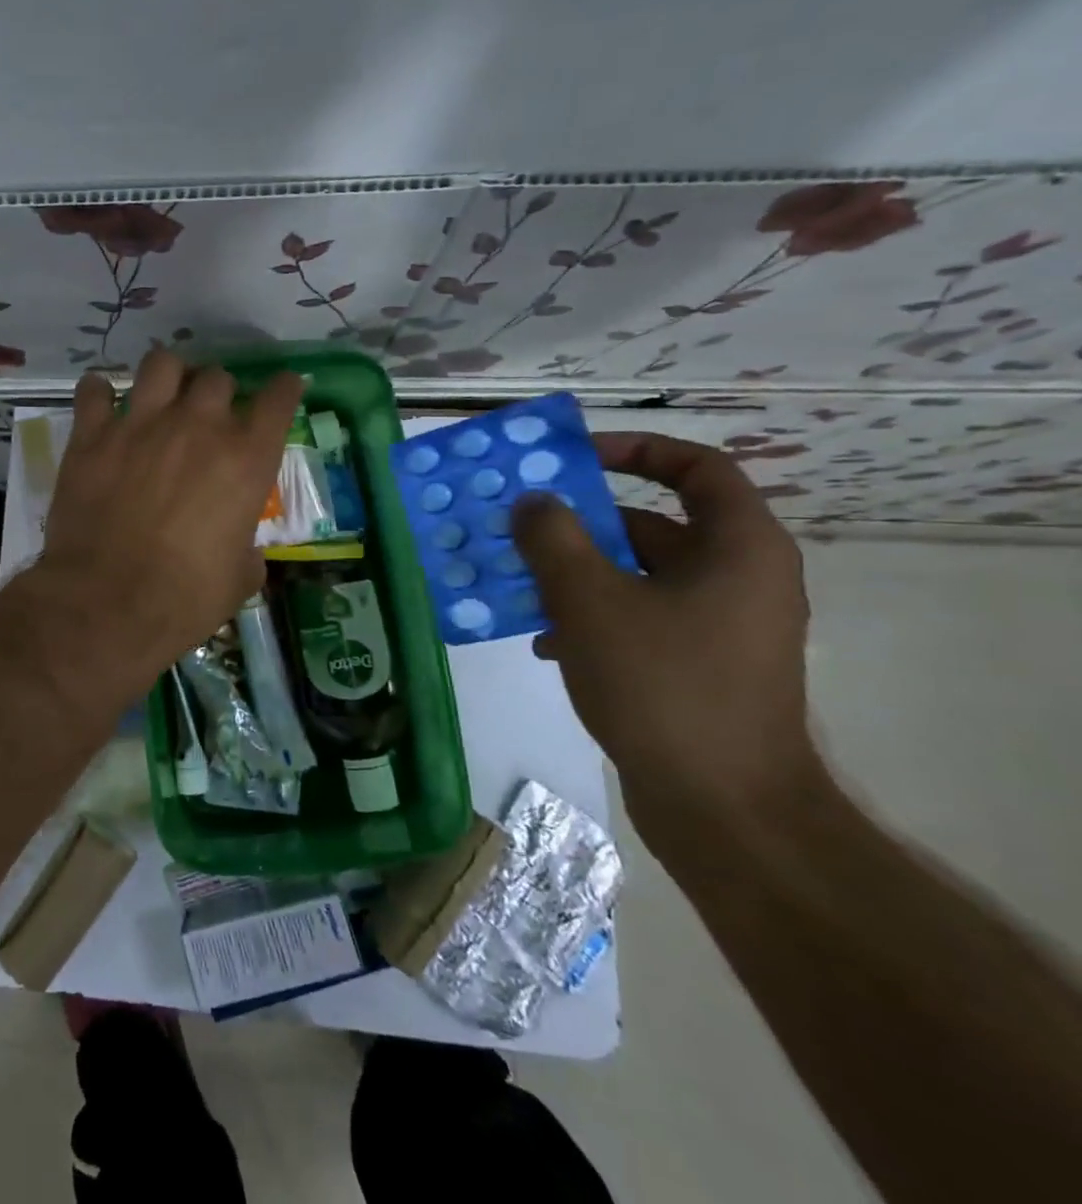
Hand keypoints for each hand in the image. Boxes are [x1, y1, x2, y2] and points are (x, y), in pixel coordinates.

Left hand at [27, 349, 301, 696]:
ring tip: (162, 395)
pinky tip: (102, 405)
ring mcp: (141, 424)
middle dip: (218, 391)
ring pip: (161, 364)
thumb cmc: (185, 598)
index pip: (278, 397)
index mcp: (246, 458)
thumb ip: (246, 551)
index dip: (284, 388)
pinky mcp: (92, 435)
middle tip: (208, 414)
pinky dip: (99, 392)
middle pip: (217, 376)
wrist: (109, 602)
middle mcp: (198, 426)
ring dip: (168, 375)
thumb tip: (243, 551)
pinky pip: (93, 390)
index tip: (283, 388)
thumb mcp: (239, 579)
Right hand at [513, 431, 819, 841]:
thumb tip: (534, 501)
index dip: (636, 449)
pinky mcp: (700, 666)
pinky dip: (592, 617)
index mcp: (737, 548)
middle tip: (522, 526)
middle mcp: (739, 578)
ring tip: (519, 586)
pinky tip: (544, 642)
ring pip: (638, 576)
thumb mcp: (589, 601)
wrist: (723, 808)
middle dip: (582, 524)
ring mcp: (722, 627)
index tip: (574, 457)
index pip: (697, 467)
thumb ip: (553, 538)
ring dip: (577, 574)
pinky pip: (640, 618)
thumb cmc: (662, 685)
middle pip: (655, 523)